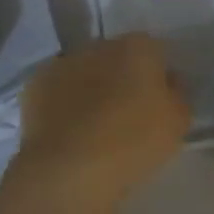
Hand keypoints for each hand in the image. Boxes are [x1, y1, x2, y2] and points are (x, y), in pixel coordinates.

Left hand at [7, 34, 189, 213]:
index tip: (157, 103)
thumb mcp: (178, 122)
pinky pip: (57, 90)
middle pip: (117, 57)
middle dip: (121, 77)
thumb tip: (167, 82)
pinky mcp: (35, 84)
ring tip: (93, 127)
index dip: (157, 76)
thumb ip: (176, 93)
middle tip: (126, 114)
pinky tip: (67, 131)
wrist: (70, 169)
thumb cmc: (134, 142)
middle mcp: (100, 45)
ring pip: (84, 71)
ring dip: (90, 88)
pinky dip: (62, 104)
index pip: (154, 52)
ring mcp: (64, 62)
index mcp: (139, 47)